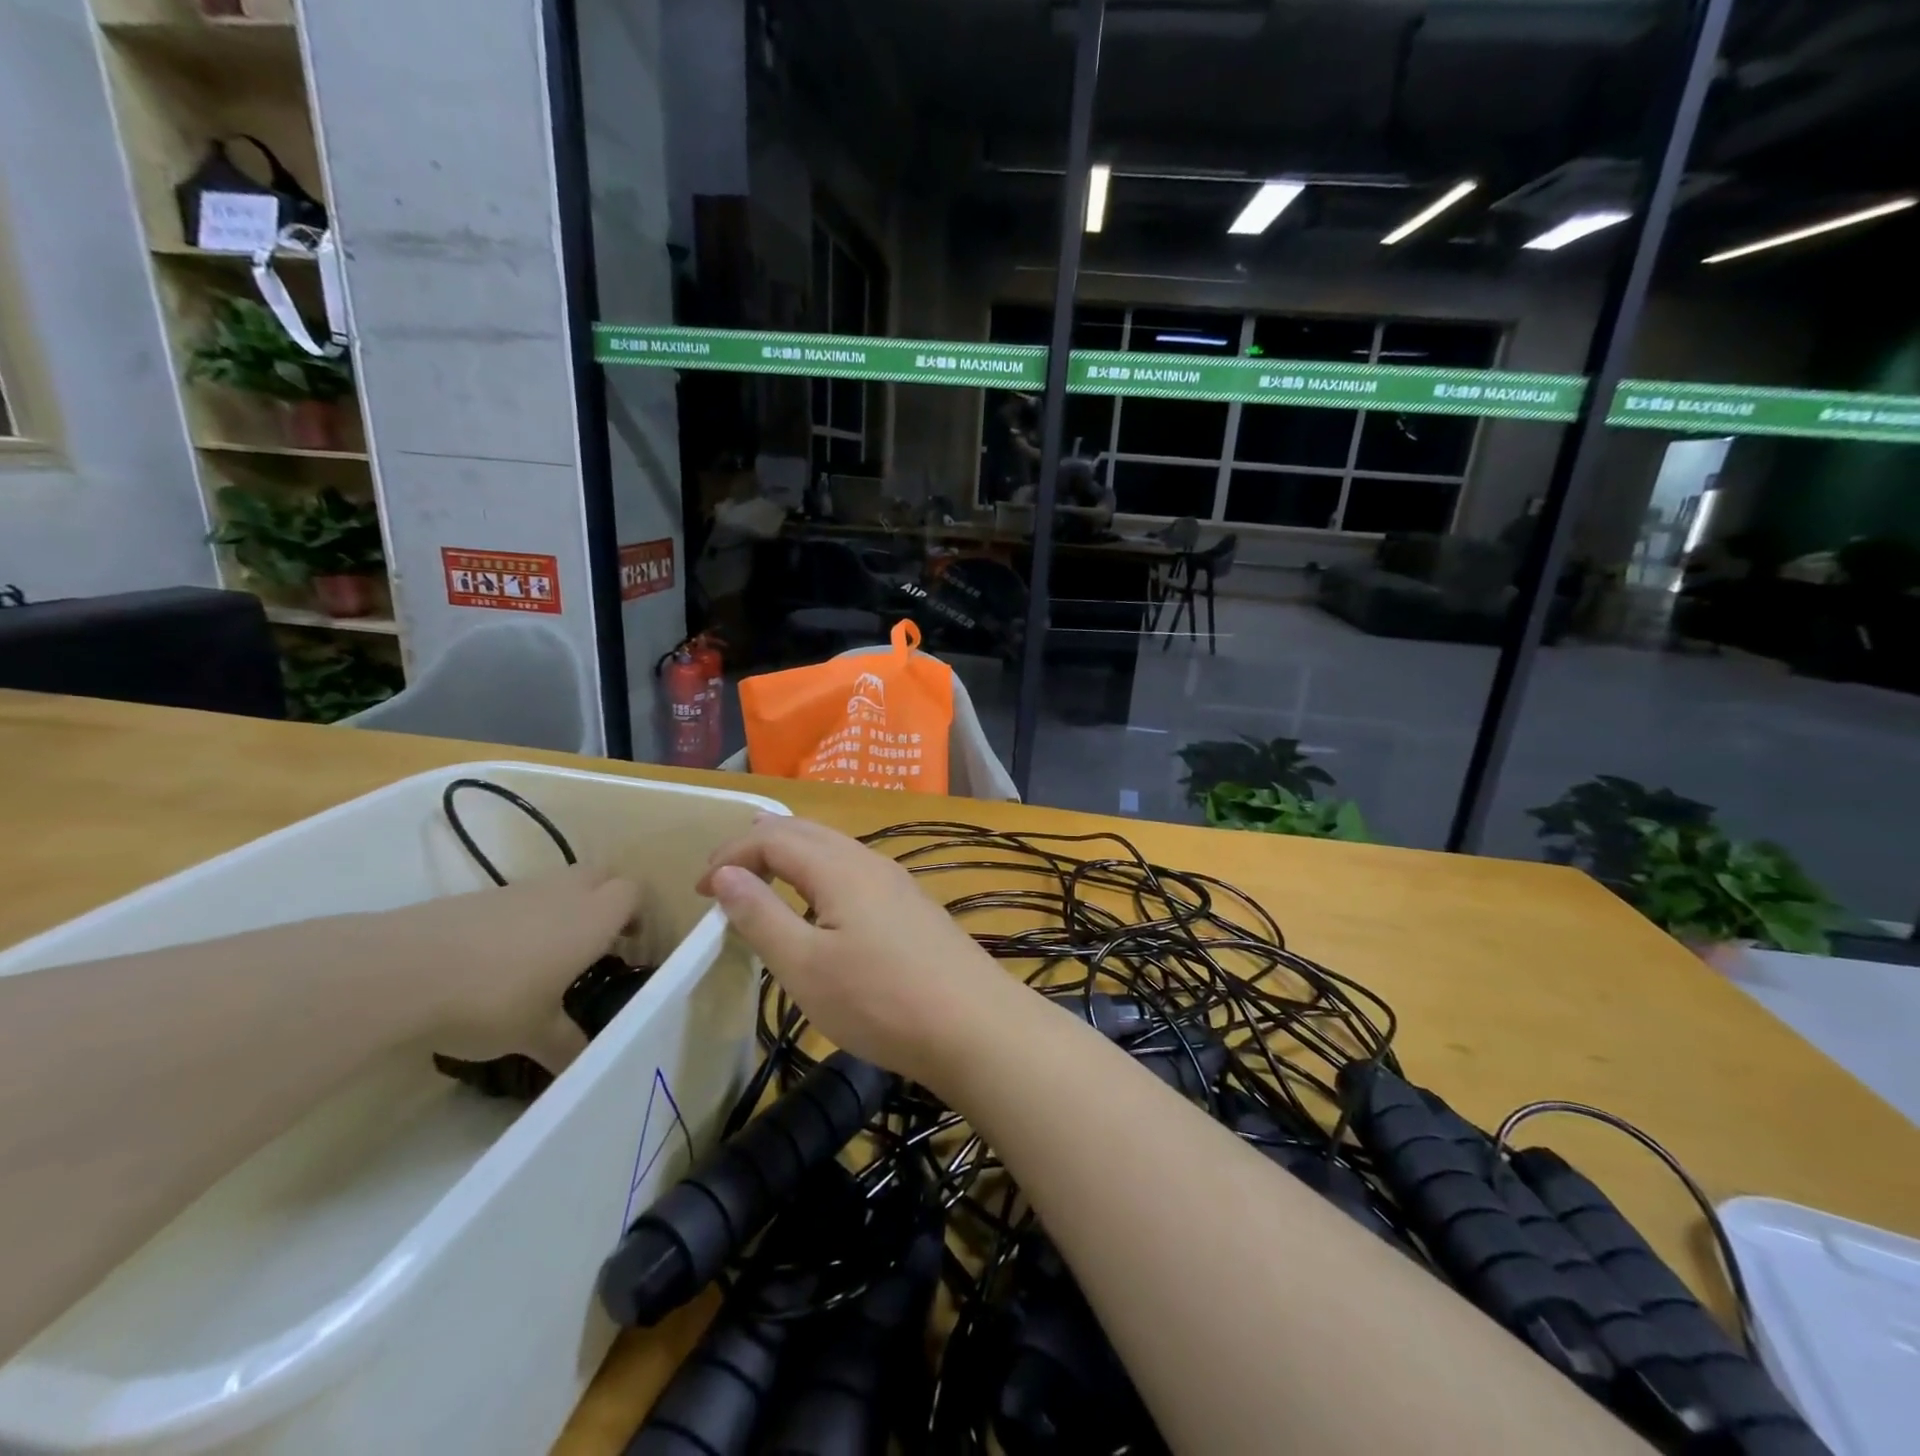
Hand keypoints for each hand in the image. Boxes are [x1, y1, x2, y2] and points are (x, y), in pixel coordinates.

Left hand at [353, 865, 641, 1068]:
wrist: (401, 971)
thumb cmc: (491, 999)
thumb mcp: (534, 1033)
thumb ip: (566, 1045)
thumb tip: (585, 1071)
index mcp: (593, 918)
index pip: (633, 893)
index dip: (637, 914)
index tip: (628, 945)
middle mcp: (564, 893)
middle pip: (602, 875)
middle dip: (607, 900)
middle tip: (598, 941)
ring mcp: (519, 890)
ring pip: (559, 884)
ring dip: (564, 908)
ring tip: (548, 954)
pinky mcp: (479, 897)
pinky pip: (519, 898)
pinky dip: (523, 918)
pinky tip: (501, 958)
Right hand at [697, 817, 1015, 1091]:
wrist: (973, 1025)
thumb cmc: (880, 1000)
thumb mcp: (805, 966)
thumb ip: (761, 916)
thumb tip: (724, 875)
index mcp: (838, 867)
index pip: (772, 837)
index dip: (730, 854)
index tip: (699, 891)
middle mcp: (869, 860)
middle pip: (805, 831)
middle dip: (758, 844)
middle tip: (724, 874)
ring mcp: (896, 881)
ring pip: (833, 848)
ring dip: (791, 854)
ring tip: (763, 875)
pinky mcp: (911, 905)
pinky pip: (854, 870)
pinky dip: (819, 872)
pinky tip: (820, 903)